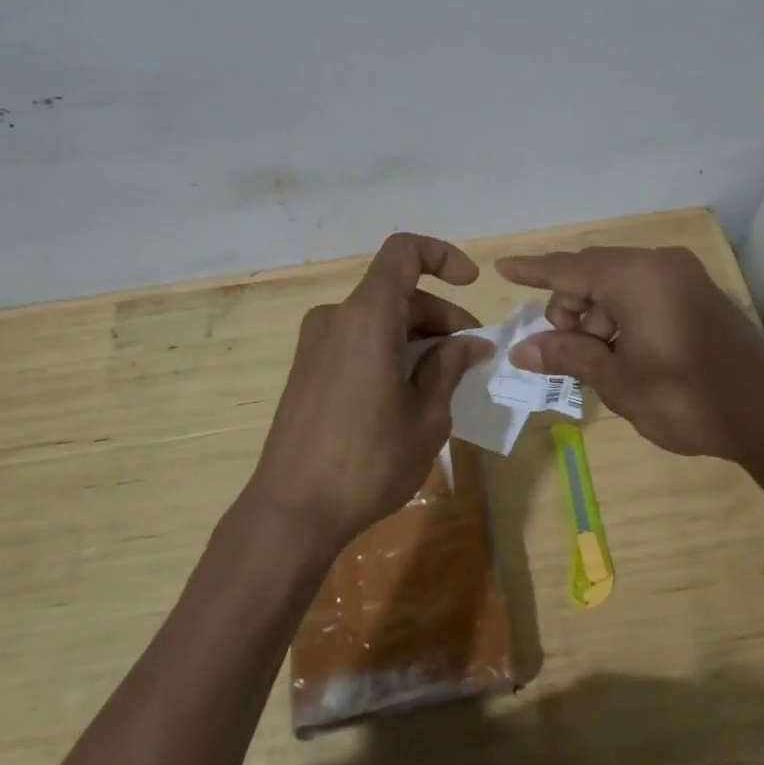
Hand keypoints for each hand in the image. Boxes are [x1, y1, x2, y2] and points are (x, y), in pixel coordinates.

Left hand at [249, 233, 495, 553]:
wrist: (291, 511)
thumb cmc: (368, 461)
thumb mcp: (426, 417)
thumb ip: (450, 368)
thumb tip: (472, 344)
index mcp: (367, 317)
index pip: (404, 252)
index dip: (442, 256)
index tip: (471, 285)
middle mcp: (336, 318)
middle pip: (397, 293)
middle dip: (441, 316)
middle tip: (471, 357)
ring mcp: (316, 343)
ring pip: (379, 318)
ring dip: (417, 337)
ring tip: (445, 380)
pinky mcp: (307, 368)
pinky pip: (357, 340)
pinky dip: (389, 350)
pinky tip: (408, 392)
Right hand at [497, 245, 763, 464]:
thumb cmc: (687, 398)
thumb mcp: (618, 381)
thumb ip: (568, 355)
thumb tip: (520, 349)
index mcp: (637, 277)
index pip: (569, 267)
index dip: (533, 270)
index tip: (502, 268)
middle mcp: (659, 263)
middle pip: (593, 272)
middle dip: (569, 306)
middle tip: (564, 351)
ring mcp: (683, 275)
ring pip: (617, 282)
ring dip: (596, 314)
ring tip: (599, 360)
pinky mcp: (697, 293)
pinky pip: (642, 290)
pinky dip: (621, 313)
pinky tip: (623, 351)